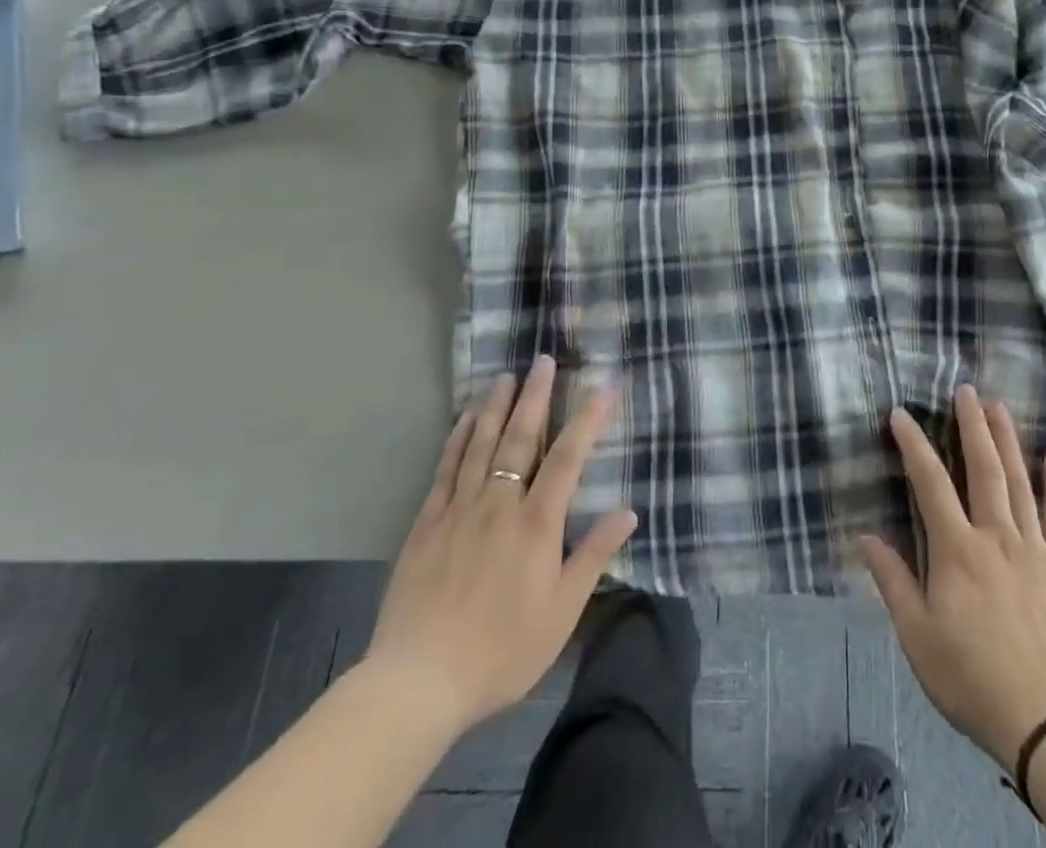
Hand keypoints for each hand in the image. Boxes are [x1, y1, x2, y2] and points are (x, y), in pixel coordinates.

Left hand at [363, 355, 638, 736]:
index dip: (588, 420)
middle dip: (535, 396)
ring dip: (496, 406)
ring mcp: (459, 510)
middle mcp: (499, 504)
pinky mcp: (427, 523)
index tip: (604, 387)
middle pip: (520, 438)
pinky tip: (464, 418)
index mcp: (536, 524)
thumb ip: (593, 557)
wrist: (418, 683)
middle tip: (543, 361)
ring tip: (506, 375)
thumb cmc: (502, 650)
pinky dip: (457, 438)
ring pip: (480, 444)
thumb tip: (627, 512)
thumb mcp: (561, 612)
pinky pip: (446, 468)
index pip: (568, 458)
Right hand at [859, 386, 1045, 769]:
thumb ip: (892, 582)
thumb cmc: (973, 680)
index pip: (930, 482)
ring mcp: (1035, 549)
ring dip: (1007, 440)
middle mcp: (996, 536)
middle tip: (966, 389)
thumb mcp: (918, 638)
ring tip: (998, 406)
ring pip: (1019, 481)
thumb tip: (865, 535)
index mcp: (957, 551)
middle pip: (983, 468)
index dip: (913, 444)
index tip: (900, 413)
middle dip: (972, 425)